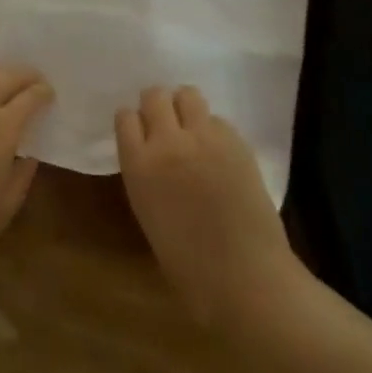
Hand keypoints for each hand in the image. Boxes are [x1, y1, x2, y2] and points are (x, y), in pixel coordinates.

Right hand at [116, 86, 300, 330]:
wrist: (246, 277)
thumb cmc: (190, 265)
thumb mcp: (149, 214)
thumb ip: (147, 175)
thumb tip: (154, 158)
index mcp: (139, 165)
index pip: (126, 117)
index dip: (134, 124)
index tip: (141, 135)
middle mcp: (167, 142)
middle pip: (154, 95)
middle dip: (158, 107)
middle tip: (167, 127)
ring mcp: (204, 137)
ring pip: (188, 94)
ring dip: (186, 108)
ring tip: (193, 131)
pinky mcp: (236, 140)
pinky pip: (217, 119)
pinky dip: (214, 130)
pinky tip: (220, 154)